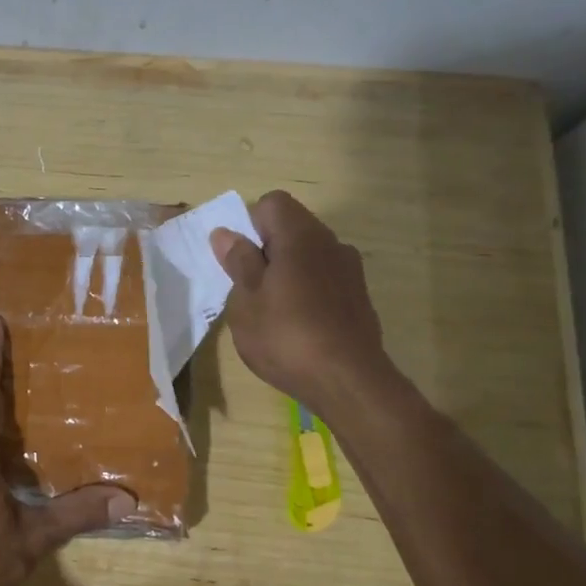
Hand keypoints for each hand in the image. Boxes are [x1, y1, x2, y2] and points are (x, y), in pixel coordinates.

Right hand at [210, 190, 396, 410]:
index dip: (250, 224)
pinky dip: (307, 290)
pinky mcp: (359, 297)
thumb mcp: (246, 301)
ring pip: (309, 255)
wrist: (349, 382)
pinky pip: (324, 279)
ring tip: (271, 311)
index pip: (272, 203)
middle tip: (248, 288)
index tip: (239, 259)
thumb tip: (226, 233)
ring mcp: (350, 270)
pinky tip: (297, 326)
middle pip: (292, 227)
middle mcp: (330, 243)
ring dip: (286, 271)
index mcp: (300, 236)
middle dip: (266, 249)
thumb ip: (238, 262)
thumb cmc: (286, 337)